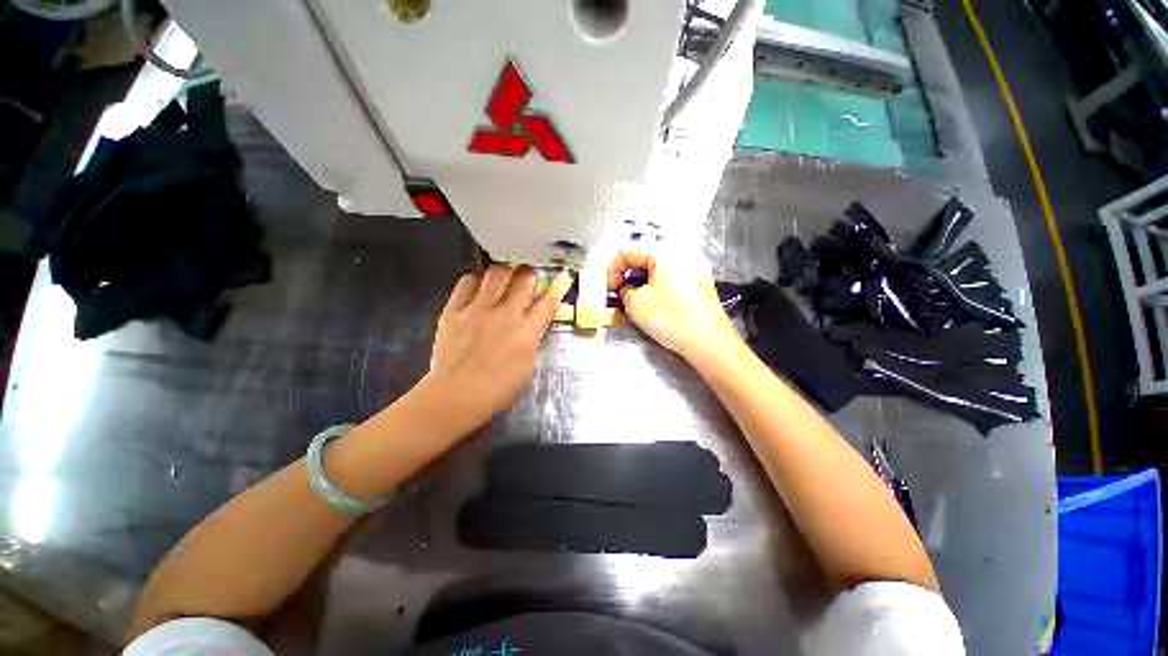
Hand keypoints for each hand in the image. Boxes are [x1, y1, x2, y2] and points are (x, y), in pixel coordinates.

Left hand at [424, 265, 572, 425]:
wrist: (456, 396)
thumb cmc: (498, 390)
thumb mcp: (528, 367)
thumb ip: (532, 341)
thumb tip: (534, 325)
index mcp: (526, 332)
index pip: (547, 302)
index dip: (558, 286)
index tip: (563, 274)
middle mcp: (505, 314)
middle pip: (523, 280)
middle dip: (530, 272)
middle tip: (529, 273)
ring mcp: (478, 310)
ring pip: (496, 274)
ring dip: (505, 270)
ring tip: (505, 273)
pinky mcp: (454, 311)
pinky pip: (466, 283)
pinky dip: (475, 280)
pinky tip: (478, 284)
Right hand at [608, 247, 739, 361]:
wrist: (709, 342)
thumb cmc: (670, 318)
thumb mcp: (635, 304)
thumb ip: (623, 291)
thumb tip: (627, 289)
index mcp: (664, 251)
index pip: (627, 250)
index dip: (612, 269)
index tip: (608, 289)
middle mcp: (681, 254)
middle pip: (644, 257)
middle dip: (627, 275)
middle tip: (620, 295)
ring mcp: (694, 268)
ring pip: (658, 268)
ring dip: (641, 282)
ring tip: (635, 301)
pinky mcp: (701, 283)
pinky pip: (671, 277)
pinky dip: (657, 286)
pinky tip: (655, 304)